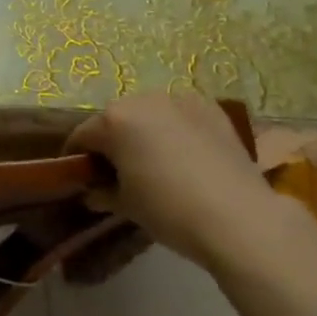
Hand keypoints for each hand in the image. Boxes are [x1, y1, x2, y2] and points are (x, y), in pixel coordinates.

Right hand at [65, 91, 310, 271]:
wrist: (238, 217)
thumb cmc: (169, 211)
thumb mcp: (127, 206)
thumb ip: (103, 193)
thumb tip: (93, 192)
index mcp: (114, 119)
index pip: (83, 135)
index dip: (78, 157)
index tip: (82, 178)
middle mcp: (143, 99)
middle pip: (117, 119)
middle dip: (114, 142)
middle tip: (121, 173)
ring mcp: (179, 99)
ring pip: (150, 113)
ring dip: (146, 132)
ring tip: (158, 164)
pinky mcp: (210, 107)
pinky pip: (181, 115)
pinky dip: (177, 130)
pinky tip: (189, 157)